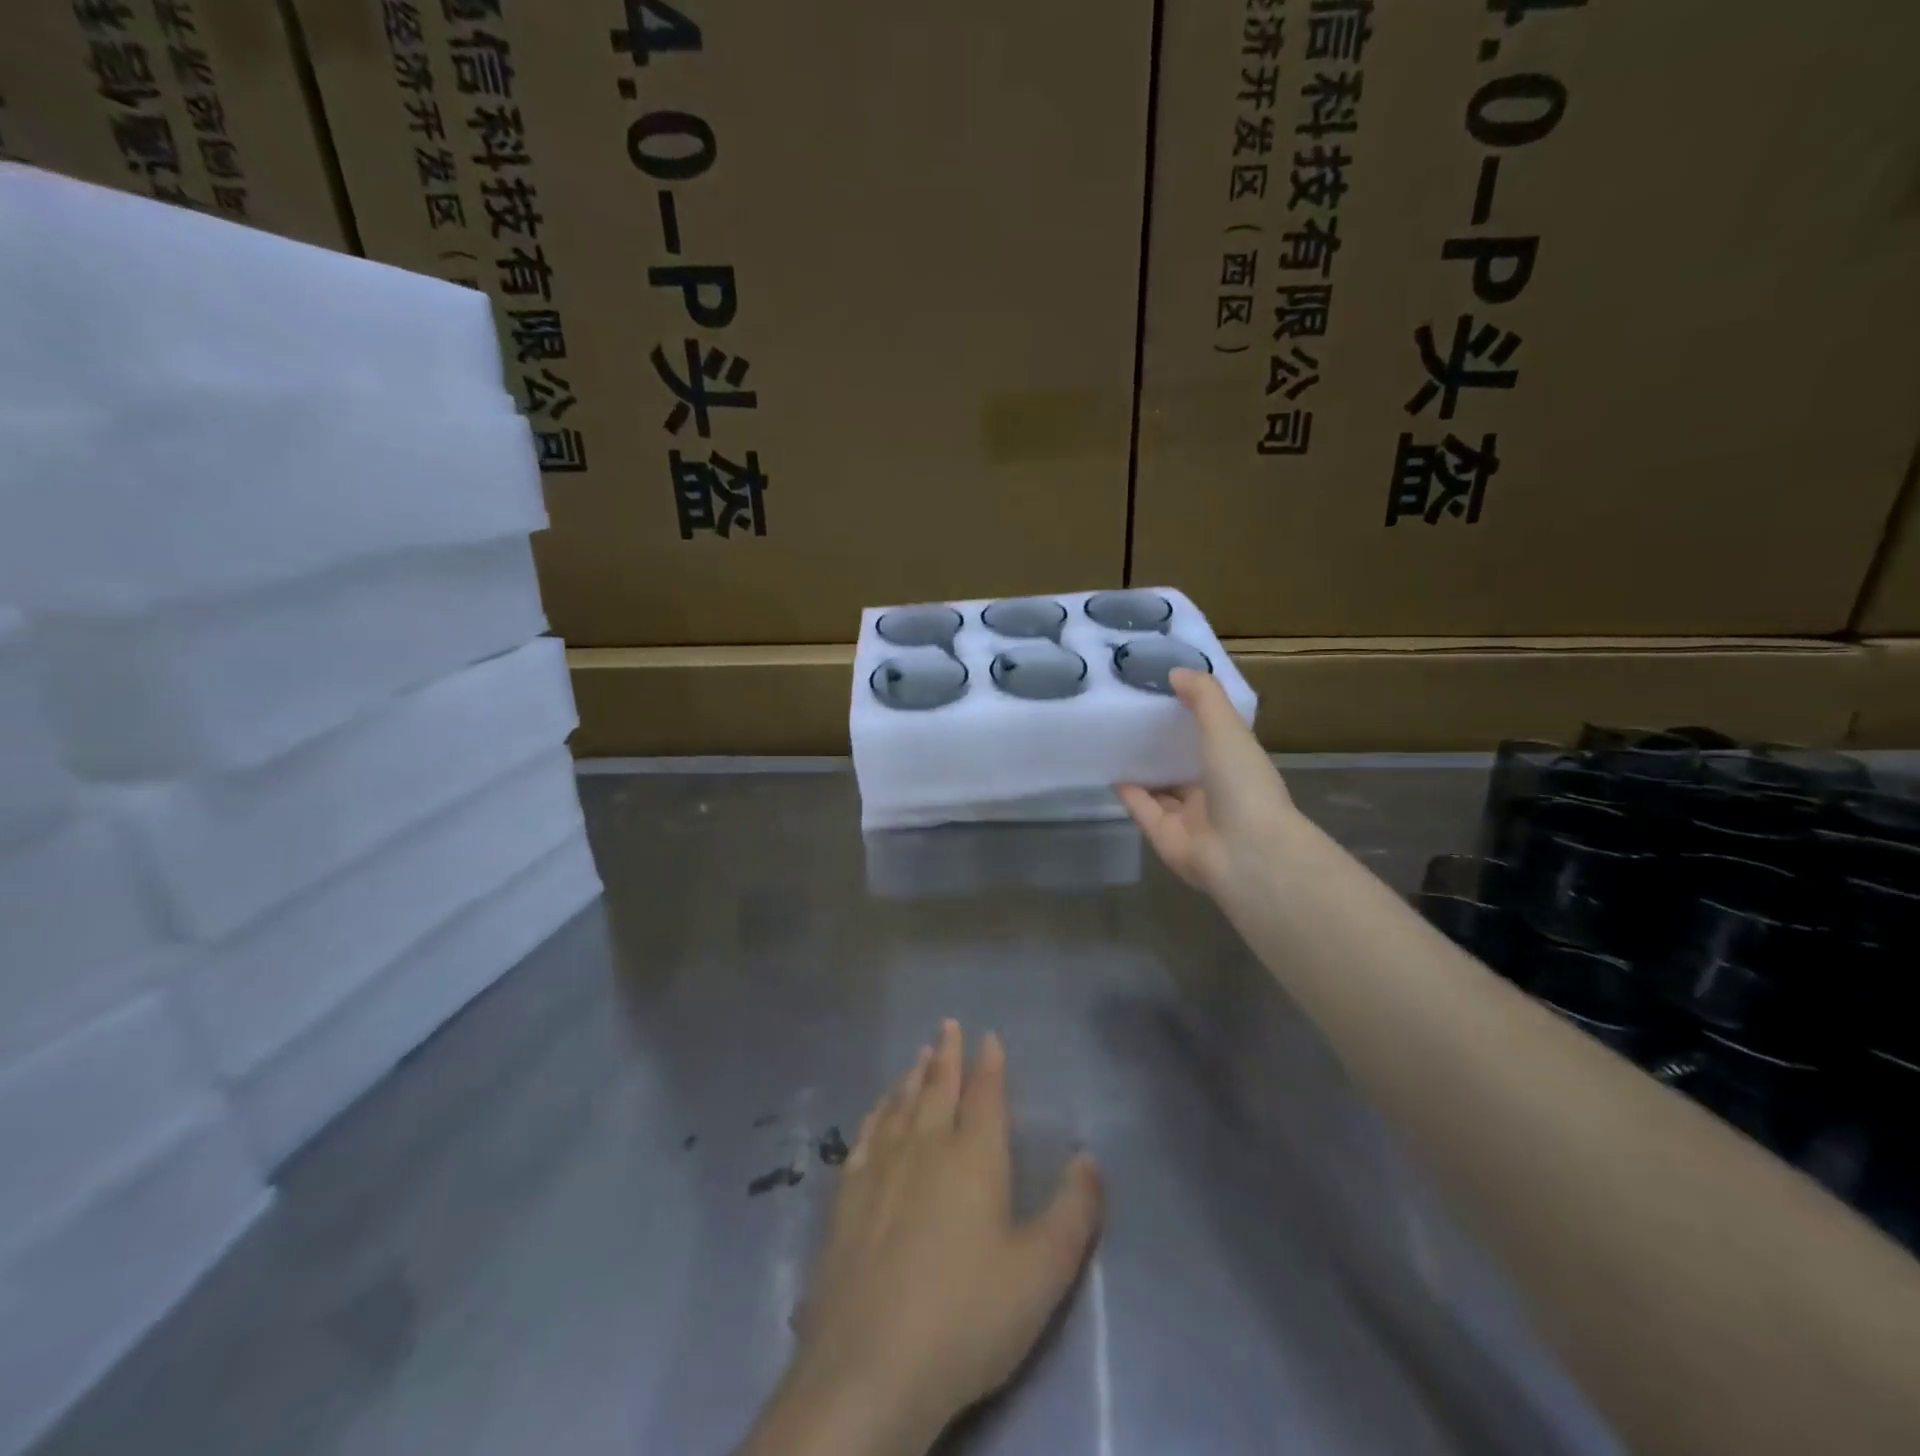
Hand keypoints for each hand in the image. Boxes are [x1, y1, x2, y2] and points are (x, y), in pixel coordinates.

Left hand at [741, 1022, 1102, 1455]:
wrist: (870, 1367)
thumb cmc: (967, 1316)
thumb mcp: (1042, 1272)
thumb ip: (1074, 1212)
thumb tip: (1089, 1157)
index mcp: (974, 1156)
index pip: (984, 1094)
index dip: (989, 1063)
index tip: (988, 1036)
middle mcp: (925, 1145)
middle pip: (938, 1087)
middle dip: (947, 1054)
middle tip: (947, 1024)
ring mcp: (880, 1166)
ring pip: (900, 1104)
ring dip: (912, 1075)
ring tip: (918, 1055)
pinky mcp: (846, 1194)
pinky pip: (865, 1134)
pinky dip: (877, 1111)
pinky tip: (877, 1109)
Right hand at [1118, 667, 1298, 903]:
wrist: (1244, 852)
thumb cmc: (1243, 784)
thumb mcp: (1227, 728)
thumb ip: (1203, 697)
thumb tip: (1175, 671)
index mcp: (1237, 766)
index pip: (1213, 739)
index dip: (1191, 719)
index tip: (1163, 694)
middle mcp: (1215, 792)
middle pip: (1184, 766)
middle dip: (1162, 746)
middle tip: (1130, 717)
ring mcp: (1190, 819)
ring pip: (1161, 790)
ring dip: (1142, 771)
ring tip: (1113, 742)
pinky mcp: (1165, 838)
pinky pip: (1143, 811)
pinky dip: (1128, 794)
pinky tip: (1109, 772)